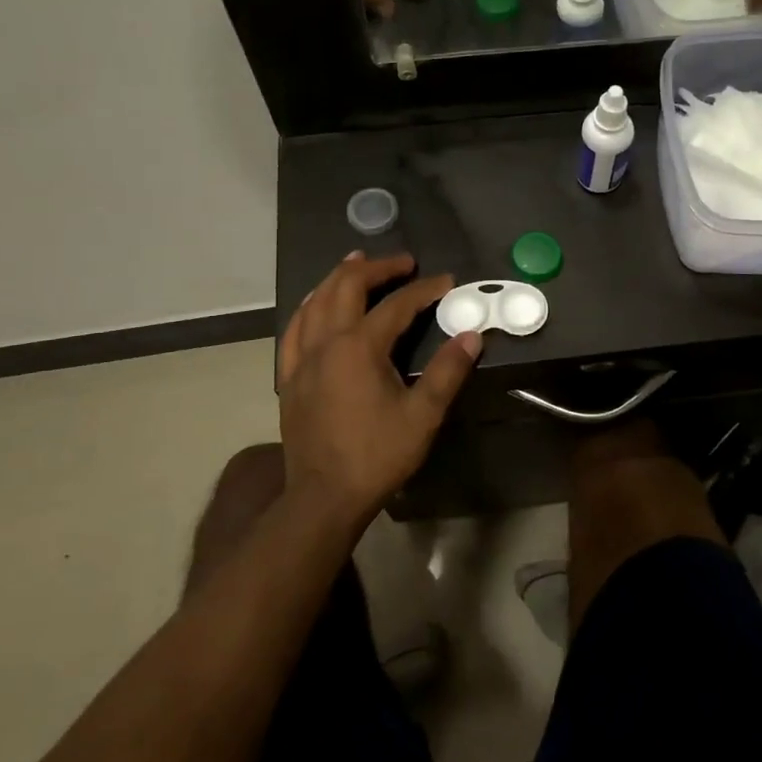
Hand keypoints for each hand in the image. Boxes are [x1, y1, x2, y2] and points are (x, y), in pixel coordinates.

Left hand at [278, 252, 480, 525]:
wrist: (323, 497)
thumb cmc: (376, 456)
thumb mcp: (423, 416)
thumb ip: (448, 371)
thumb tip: (472, 335)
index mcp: (359, 347)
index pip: (397, 305)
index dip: (425, 290)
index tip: (447, 282)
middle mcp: (326, 342)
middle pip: (346, 286)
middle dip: (377, 268)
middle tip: (403, 263)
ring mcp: (301, 358)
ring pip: (315, 301)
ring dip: (339, 277)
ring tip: (357, 263)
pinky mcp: (288, 376)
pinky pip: (294, 327)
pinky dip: (309, 306)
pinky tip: (316, 305)